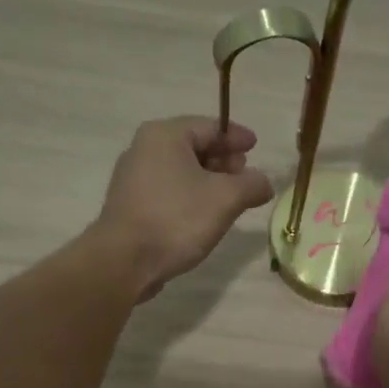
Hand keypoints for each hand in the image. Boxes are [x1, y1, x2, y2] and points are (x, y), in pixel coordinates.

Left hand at [91, 116, 274, 296]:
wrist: (124, 261)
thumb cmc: (176, 219)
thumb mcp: (226, 199)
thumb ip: (252, 185)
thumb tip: (264, 183)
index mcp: (165, 135)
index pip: (210, 126)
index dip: (236, 137)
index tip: (256, 147)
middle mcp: (144, 148)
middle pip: (193, 145)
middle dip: (223, 159)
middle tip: (245, 175)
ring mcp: (133, 177)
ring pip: (181, 169)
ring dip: (208, 180)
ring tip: (230, 198)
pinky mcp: (131, 204)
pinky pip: (169, 189)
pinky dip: (190, 194)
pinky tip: (204, 214)